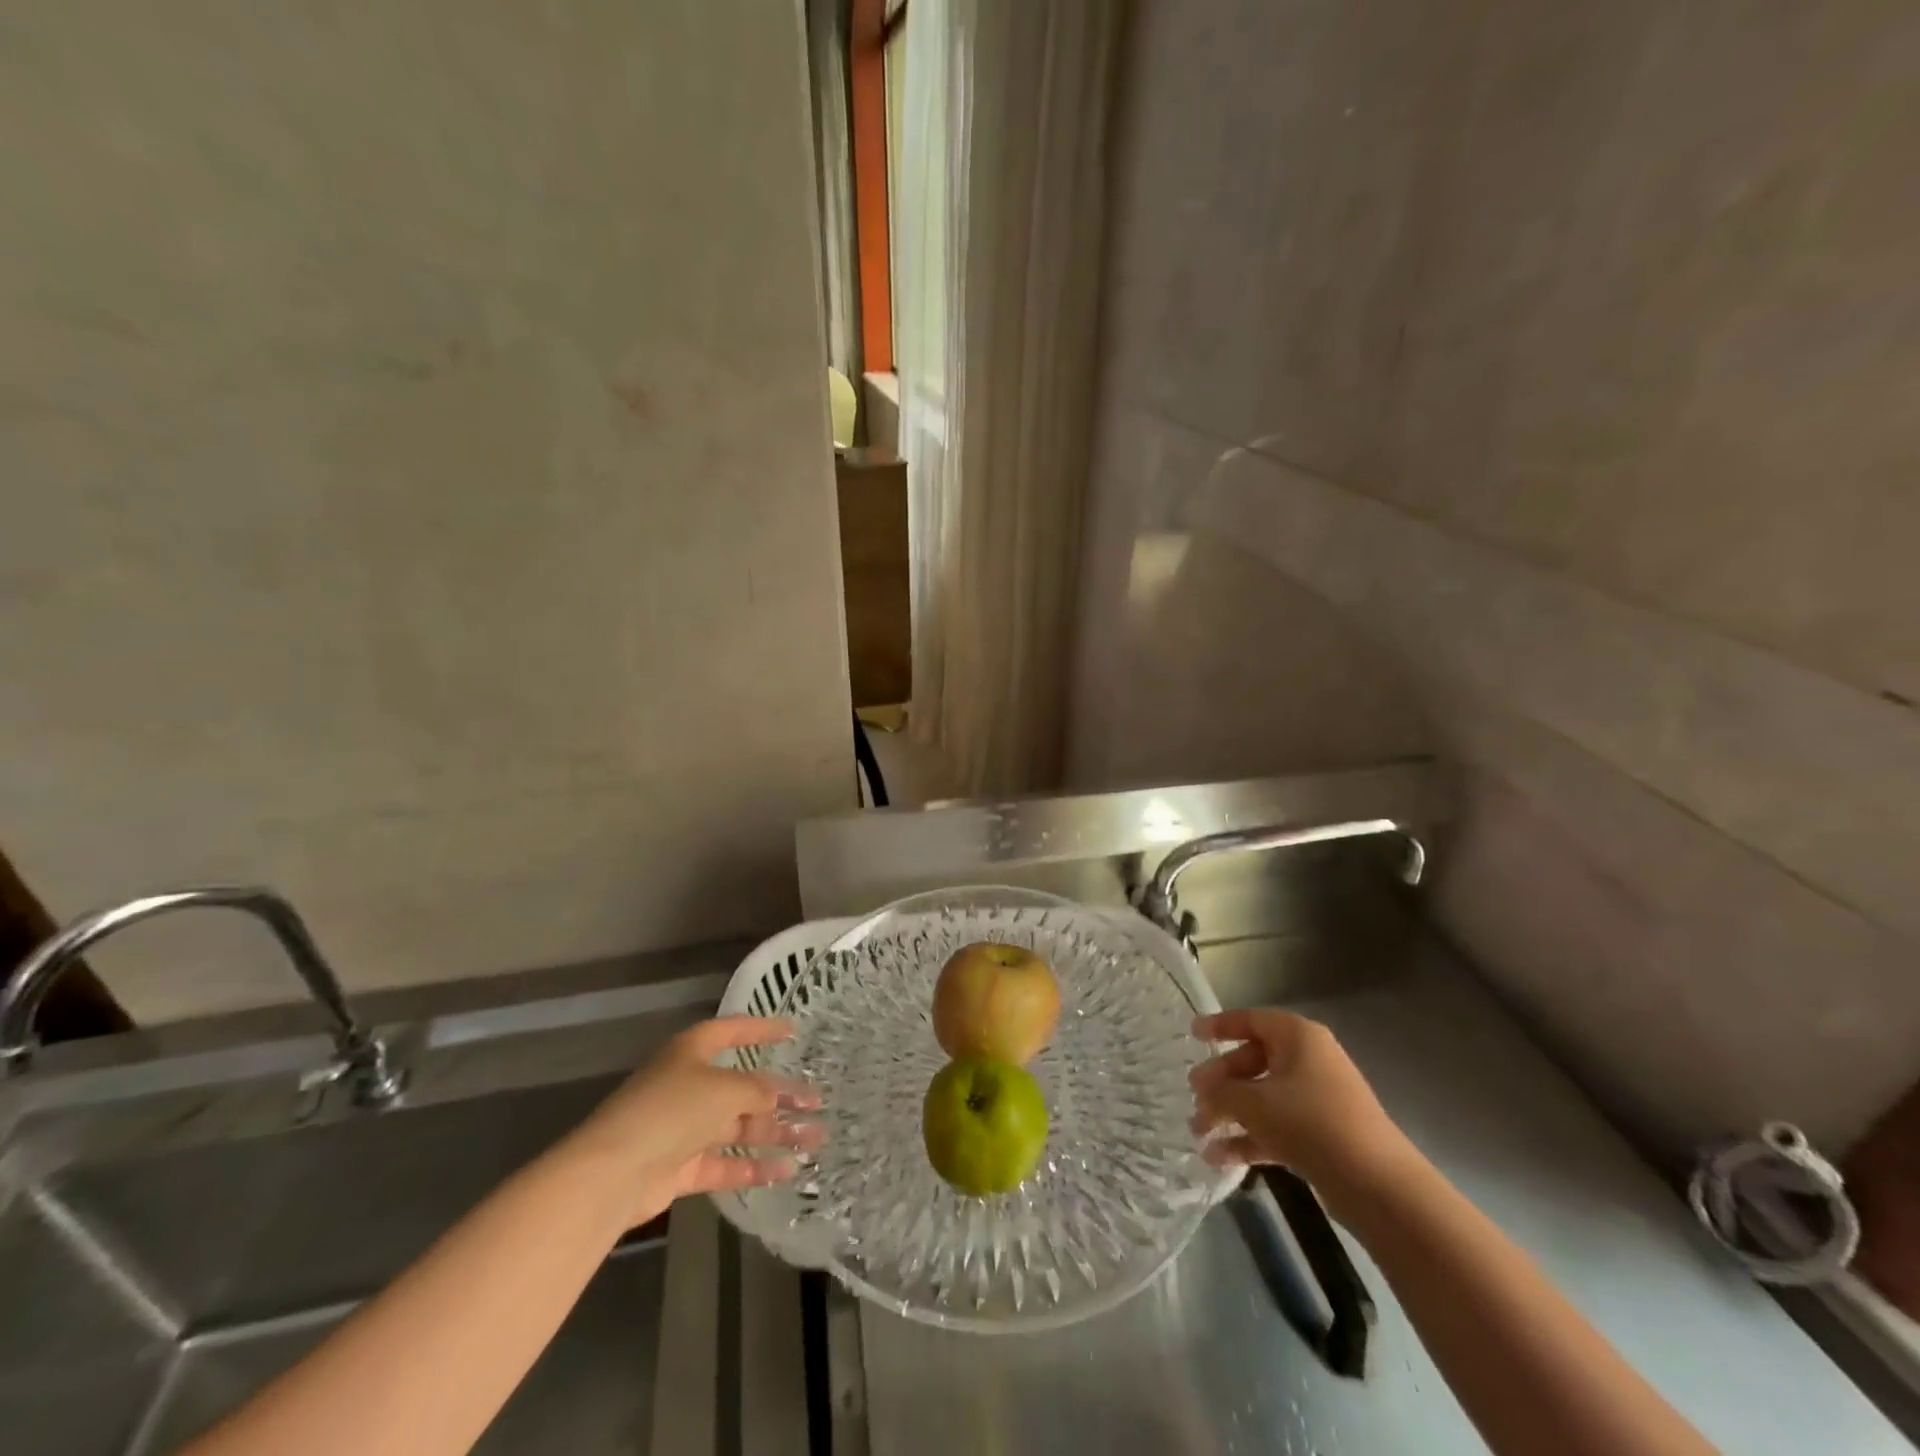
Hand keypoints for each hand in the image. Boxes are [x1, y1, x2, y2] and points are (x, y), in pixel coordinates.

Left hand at [563, 1017, 822, 1227]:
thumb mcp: (723, 1089)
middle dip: (780, 1095)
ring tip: (814, 1140)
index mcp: (692, 1051)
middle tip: (818, 1102)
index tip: (793, 1032)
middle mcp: (688, 1085)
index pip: (733, 1031)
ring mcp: (683, 1128)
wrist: (613, 1172)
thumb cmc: (671, 1110)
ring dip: (775, 1133)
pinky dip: (752, 1167)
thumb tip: (775, 1097)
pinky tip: (785, 1172)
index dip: (762, 1029)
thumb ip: (756, 1091)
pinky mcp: (680, 1167)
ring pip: (738, 1127)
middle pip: (742, 1086)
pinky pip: (724, 1164)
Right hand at [1189, 1008, 1409, 1213]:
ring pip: (1263, 1097)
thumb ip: (1221, 1094)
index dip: (1220, 1026)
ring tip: (1198, 1133)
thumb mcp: (1254, 1103)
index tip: (1193, 1035)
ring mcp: (1317, 1099)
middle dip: (1220, 1081)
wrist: (1378, 1185)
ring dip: (1230, 1113)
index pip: (1251, 1020)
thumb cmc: (1311, 1123)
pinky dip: (1250, 1138)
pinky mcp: (1322, 1134)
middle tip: (1193, 1095)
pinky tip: (1219, 1159)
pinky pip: (1276, 1126)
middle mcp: (1308, 1060)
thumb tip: (1203, 1095)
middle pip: (1253, 1061)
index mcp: (1297, 1037)